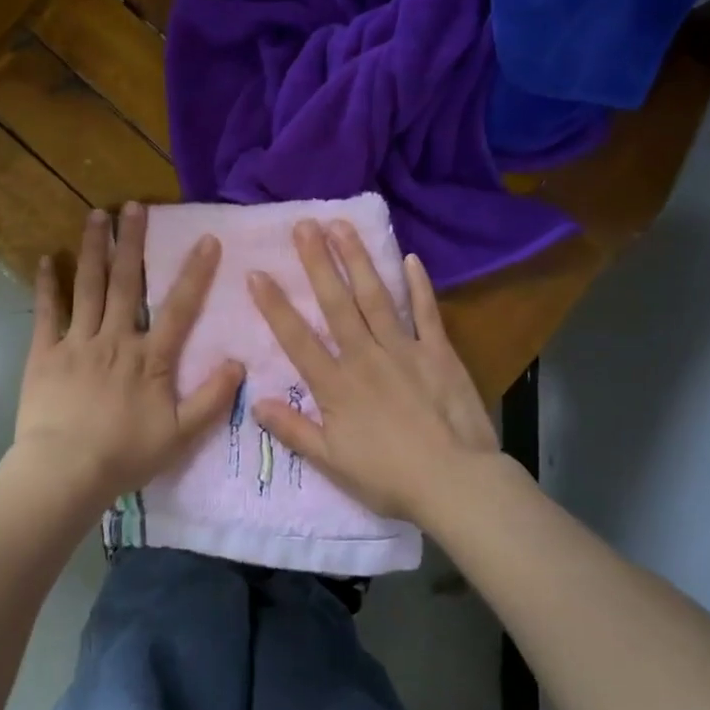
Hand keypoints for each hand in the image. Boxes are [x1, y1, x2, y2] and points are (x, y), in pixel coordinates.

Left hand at [11, 202, 243, 503]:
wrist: (65, 472)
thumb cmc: (125, 455)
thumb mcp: (180, 435)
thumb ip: (212, 399)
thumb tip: (239, 362)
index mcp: (150, 358)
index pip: (179, 308)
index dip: (195, 273)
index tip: (207, 238)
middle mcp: (116, 339)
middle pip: (127, 283)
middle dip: (132, 242)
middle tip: (135, 205)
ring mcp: (78, 342)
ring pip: (88, 287)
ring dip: (94, 250)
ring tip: (96, 215)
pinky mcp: (45, 353)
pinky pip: (46, 313)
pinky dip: (47, 285)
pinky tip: (46, 259)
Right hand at [248, 219, 498, 522]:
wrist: (455, 484)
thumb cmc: (389, 477)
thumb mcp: (332, 462)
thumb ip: (293, 430)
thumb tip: (255, 402)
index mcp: (337, 385)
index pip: (297, 338)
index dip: (275, 305)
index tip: (256, 273)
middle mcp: (366, 357)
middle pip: (336, 304)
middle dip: (318, 263)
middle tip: (303, 225)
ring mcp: (404, 349)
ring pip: (376, 297)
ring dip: (358, 260)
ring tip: (342, 226)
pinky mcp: (438, 352)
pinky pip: (426, 312)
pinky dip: (419, 285)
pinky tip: (410, 258)